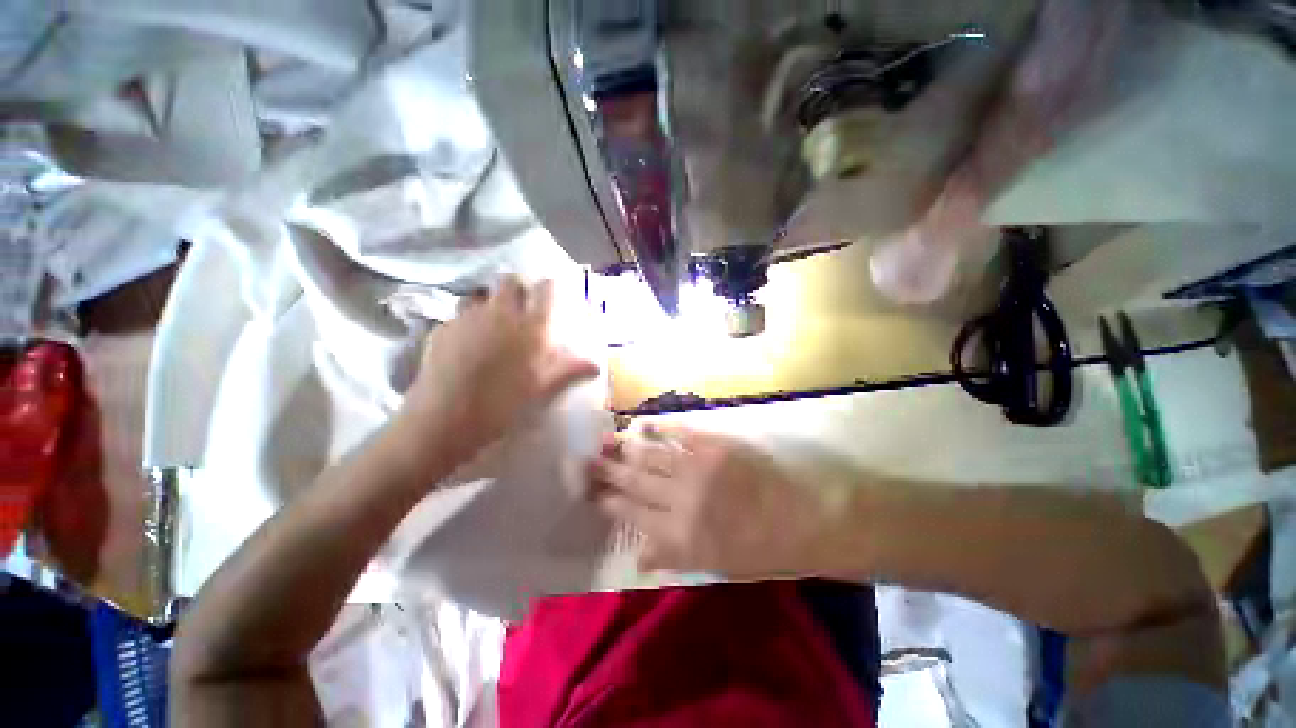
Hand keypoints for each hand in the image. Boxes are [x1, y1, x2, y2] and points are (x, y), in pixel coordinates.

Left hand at [395, 276, 598, 467]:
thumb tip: (596, 365)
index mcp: (530, 327)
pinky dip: (469, 320)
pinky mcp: (443, 328)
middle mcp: (500, 313)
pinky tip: (468, 341)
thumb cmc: (503, 404)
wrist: (445, 419)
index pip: (544, 290)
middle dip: (518, 287)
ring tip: (493, 321)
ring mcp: (468, 317)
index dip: (549, 287)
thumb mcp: (542, 389)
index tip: (551, 290)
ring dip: (491, 300)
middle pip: (509, 281)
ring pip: (481, 294)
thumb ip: (569, 371)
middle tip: (522, 305)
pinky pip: (460, 313)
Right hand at [588, 423, 843, 577]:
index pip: (633, 515)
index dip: (610, 502)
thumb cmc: (762, 547)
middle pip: (635, 482)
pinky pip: (679, 434)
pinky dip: (659, 427)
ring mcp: (697, 468)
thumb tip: (637, 559)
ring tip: (604, 439)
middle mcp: (681, 500)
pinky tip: (643, 423)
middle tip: (586, 460)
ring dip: (625, 447)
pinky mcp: (714, 445)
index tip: (592, 492)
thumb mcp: (716, 565)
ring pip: (651, 456)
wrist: (805, 518)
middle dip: (608, 471)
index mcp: (680, 535)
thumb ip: (673, 558)